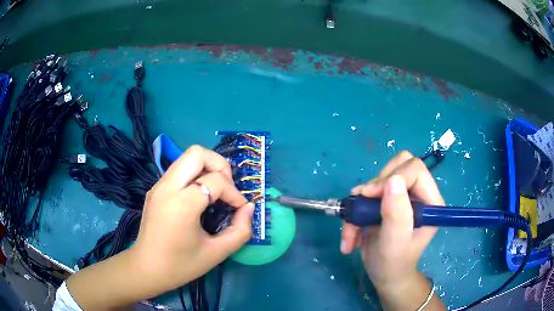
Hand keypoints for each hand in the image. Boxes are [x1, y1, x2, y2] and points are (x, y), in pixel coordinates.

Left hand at [133, 145, 253, 293]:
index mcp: (181, 204)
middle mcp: (167, 187)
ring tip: (216, 190)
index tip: (240, 209)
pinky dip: (195, 175)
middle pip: (197, 153)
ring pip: (186, 157)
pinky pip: (178, 170)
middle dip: (219, 165)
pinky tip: (200, 196)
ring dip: (207, 167)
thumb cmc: (181, 265)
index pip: (215, 181)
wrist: (147, 269)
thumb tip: (249, 208)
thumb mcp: (217, 253)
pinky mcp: (155, 189)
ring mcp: (158, 186)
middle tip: (227, 187)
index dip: (234, 193)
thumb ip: (240, 230)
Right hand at [341, 151, 444, 309]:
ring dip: (361, 202)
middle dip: (376, 186)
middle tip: (362, 206)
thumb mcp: (395, 243)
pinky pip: (367, 192)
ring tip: (352, 228)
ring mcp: (402, 196)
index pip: (415, 170)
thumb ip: (397, 214)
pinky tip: (352, 234)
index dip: (392, 177)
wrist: (385, 275)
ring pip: (379, 178)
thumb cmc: (394, 263)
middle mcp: (418, 194)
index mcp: (430, 201)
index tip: (370, 196)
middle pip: (398, 165)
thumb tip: (393, 180)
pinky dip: (355, 211)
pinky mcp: (386, 201)